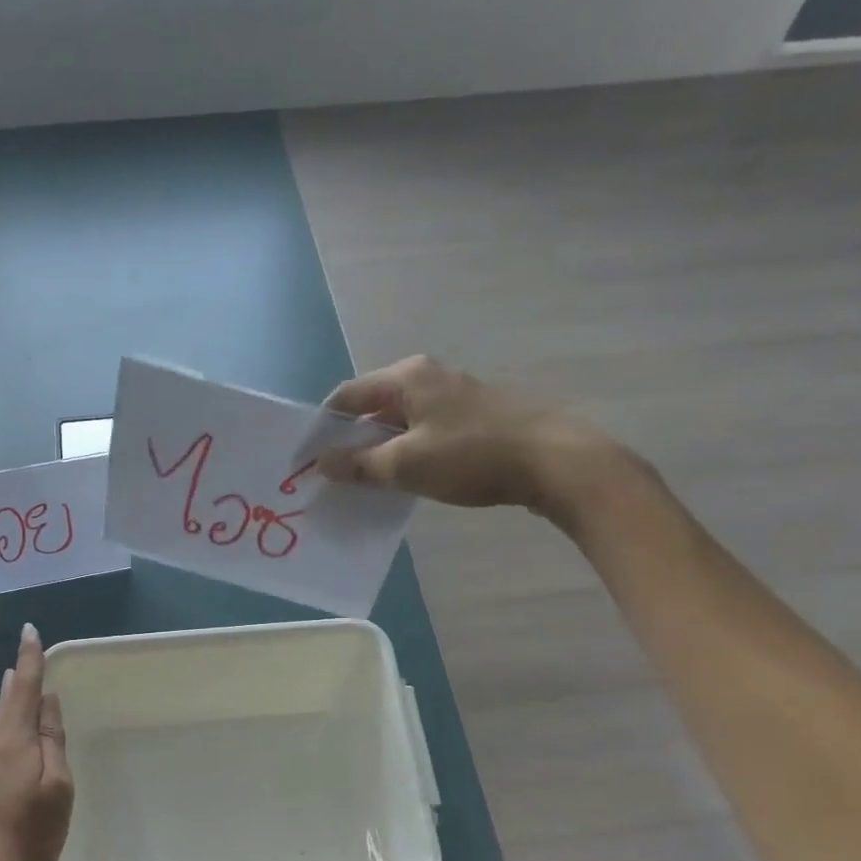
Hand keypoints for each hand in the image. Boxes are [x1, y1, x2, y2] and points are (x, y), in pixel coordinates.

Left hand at [0, 624, 72, 860]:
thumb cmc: (25, 837)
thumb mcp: (56, 790)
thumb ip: (52, 744)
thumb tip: (47, 702)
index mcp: (12, 743)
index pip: (23, 690)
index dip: (29, 659)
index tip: (29, 631)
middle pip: (4, 708)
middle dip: (15, 683)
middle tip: (22, 662)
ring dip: (7, 710)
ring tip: (17, 696)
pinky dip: (1, 740)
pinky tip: (8, 754)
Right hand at [317, 355, 631, 527]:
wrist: (552, 461)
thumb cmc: (471, 456)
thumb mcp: (405, 464)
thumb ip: (359, 464)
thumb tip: (322, 463)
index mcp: (407, 376)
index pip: (348, 396)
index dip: (323, 427)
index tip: (307, 459)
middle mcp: (428, 377)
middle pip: (373, 407)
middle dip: (350, 441)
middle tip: (332, 475)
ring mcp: (453, 397)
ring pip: (399, 422)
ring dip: (378, 450)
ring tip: (363, 483)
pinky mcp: (472, 418)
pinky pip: (423, 433)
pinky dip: (405, 453)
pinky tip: (404, 480)